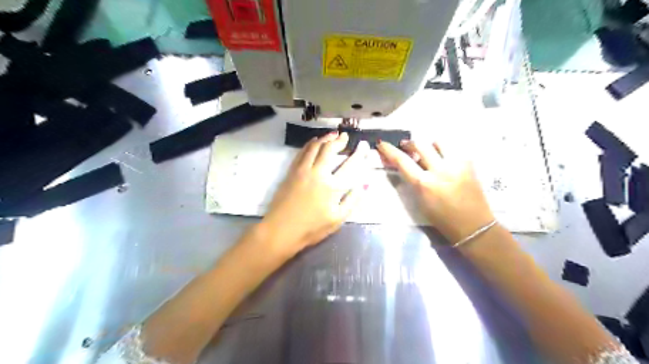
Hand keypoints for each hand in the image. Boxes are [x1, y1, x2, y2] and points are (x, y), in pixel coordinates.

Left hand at [261, 132, 369, 254]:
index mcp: (332, 186)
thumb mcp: (337, 219)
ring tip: (332, 134)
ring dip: (324, 138)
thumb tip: (364, 184)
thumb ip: (352, 201)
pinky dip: (310, 144)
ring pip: (314, 147)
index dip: (359, 153)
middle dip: (339, 140)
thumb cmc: (311, 228)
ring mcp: (302, 170)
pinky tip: (314, 142)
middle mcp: (317, 173)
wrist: (281, 230)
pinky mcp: (291, 171)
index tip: (363, 145)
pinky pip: (302, 152)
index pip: (349, 164)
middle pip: (329, 149)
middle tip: (344, 136)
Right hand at [376, 139, 491, 244]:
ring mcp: (456, 165)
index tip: (382, 143)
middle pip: (419, 145)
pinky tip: (444, 159)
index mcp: (424, 184)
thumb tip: (407, 164)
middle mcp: (439, 170)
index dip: (389, 150)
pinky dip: (444, 151)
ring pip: (438, 142)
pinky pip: (453, 149)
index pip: (402, 161)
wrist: (473, 225)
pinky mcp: (469, 164)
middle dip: (409, 143)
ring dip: (429, 145)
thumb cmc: (442, 218)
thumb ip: (413, 180)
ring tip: (428, 152)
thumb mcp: (420, 201)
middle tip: (405, 146)